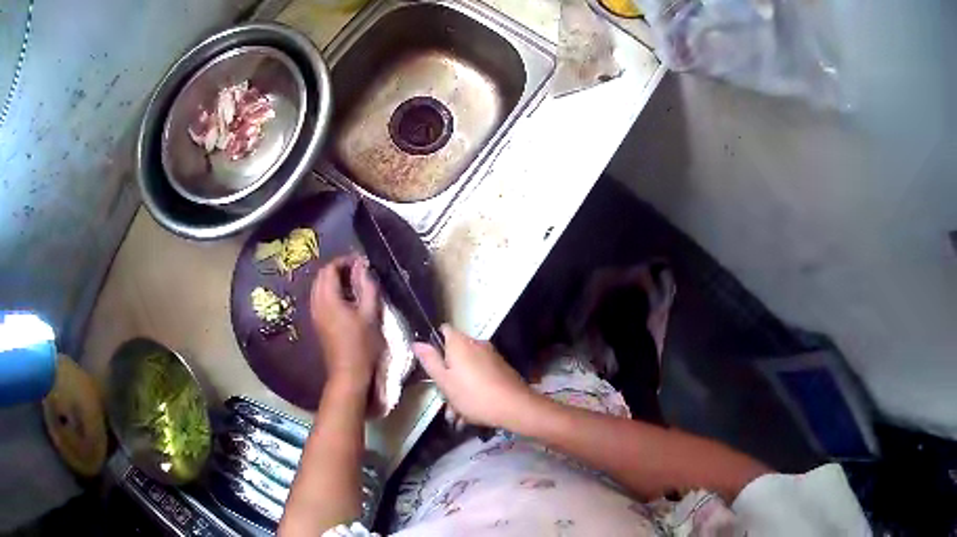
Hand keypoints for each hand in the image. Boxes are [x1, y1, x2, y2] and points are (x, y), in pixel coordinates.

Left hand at [311, 255, 383, 390]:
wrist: (348, 373)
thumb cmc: (362, 344)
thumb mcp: (370, 313)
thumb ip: (366, 287)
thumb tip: (362, 266)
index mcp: (328, 298)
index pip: (330, 269)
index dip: (344, 261)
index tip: (361, 262)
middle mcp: (316, 303)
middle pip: (321, 276)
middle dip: (338, 269)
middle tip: (358, 271)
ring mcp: (314, 314)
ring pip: (319, 287)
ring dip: (334, 281)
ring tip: (354, 284)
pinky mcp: (317, 323)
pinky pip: (320, 298)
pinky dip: (331, 292)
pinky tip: (347, 300)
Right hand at [413, 325, 533, 428]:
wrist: (514, 406)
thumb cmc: (473, 395)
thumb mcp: (444, 381)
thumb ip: (430, 360)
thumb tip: (417, 342)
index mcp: (460, 342)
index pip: (443, 330)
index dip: (434, 344)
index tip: (430, 364)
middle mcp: (477, 343)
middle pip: (455, 352)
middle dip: (448, 374)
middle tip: (445, 399)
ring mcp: (491, 355)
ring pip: (468, 368)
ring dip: (461, 386)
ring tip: (459, 413)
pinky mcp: (502, 368)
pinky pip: (481, 375)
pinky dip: (475, 388)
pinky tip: (473, 411)